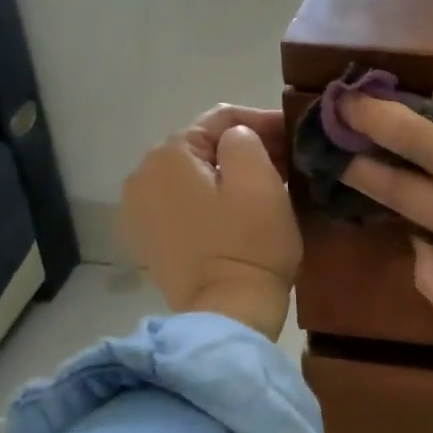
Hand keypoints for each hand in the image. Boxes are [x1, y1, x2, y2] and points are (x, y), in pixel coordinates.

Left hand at [122, 106, 300, 339]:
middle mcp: (141, 175)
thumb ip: (245, 139)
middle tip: (284, 161)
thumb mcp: (260, 180)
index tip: (293, 136)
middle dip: (243, 148)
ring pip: (192, 175)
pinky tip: (233, 212)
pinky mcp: (146, 239)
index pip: (221, 119)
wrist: (228, 314)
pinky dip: (207, 200)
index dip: (262, 122)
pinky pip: (181, 202)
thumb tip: (236, 139)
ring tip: (263, 186)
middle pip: (202, 146)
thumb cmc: (249, 244)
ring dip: (226, 174)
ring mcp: (138, 210)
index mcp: (168, 155)